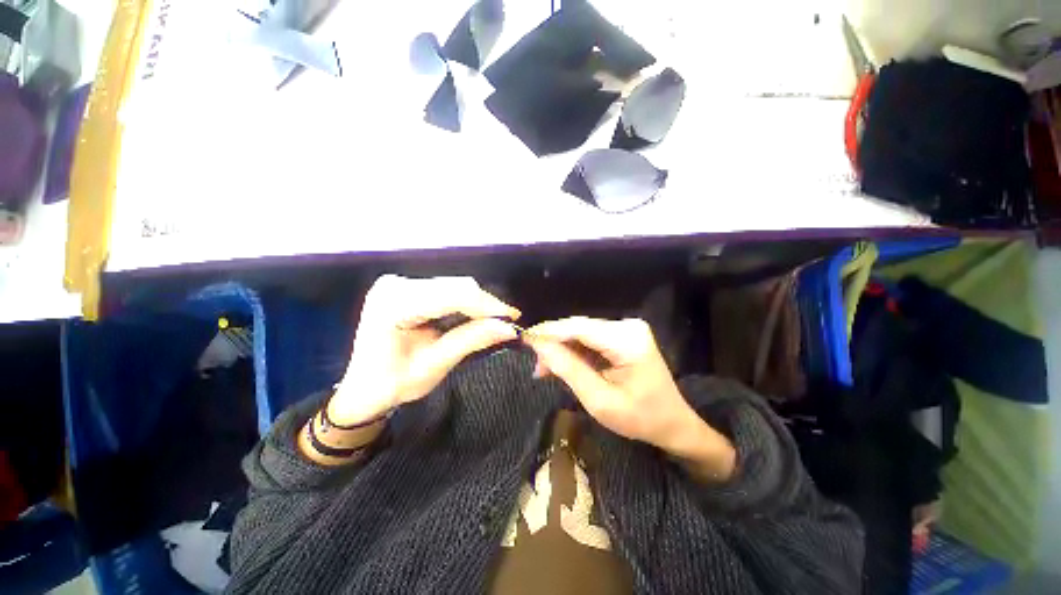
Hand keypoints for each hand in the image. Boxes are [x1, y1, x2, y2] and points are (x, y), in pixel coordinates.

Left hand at [330, 275, 520, 424]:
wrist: (363, 388)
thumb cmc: (392, 384)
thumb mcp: (434, 365)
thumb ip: (471, 340)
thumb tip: (509, 328)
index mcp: (393, 304)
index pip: (452, 295)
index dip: (487, 305)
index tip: (513, 318)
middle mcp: (395, 284)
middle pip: (455, 286)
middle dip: (486, 305)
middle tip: (508, 322)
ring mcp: (400, 283)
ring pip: (454, 286)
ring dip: (478, 304)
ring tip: (497, 320)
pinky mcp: (407, 287)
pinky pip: (446, 290)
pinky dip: (466, 304)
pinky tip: (478, 315)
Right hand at [525, 317, 734, 479]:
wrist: (673, 422)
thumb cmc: (640, 418)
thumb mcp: (600, 401)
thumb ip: (569, 370)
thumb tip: (539, 347)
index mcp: (627, 341)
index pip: (579, 328)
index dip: (549, 331)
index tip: (524, 338)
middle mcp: (627, 326)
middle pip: (579, 328)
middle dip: (553, 343)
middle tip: (534, 363)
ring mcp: (626, 329)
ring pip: (581, 333)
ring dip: (562, 349)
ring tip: (544, 369)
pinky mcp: (622, 335)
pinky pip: (590, 339)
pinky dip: (574, 351)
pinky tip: (561, 365)